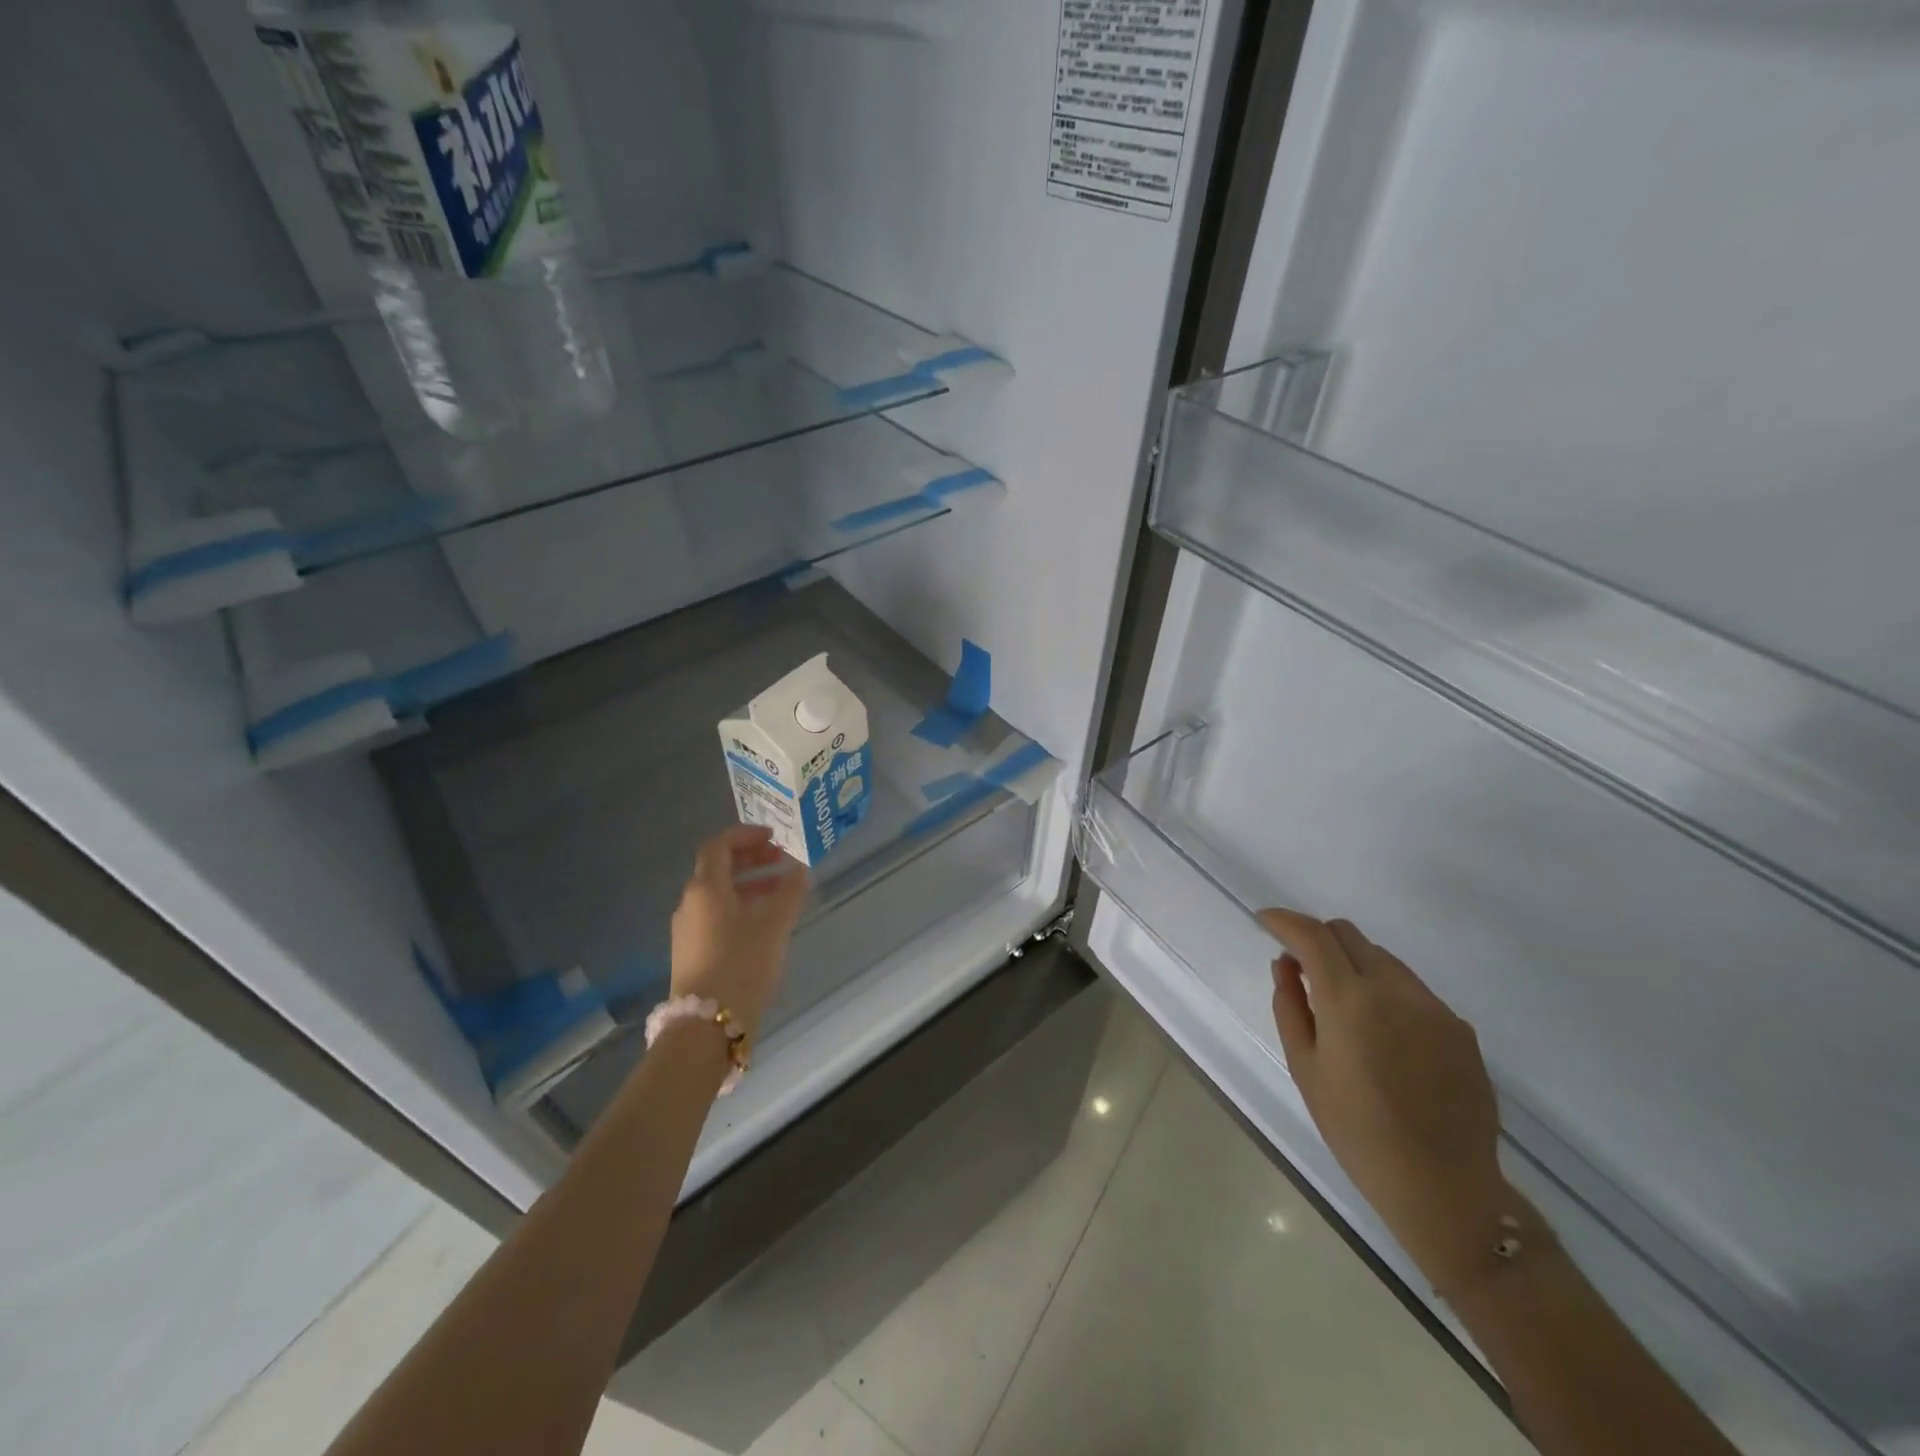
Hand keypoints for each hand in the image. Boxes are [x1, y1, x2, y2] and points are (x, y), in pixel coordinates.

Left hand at [670, 825, 808, 1040]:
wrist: (706, 1026)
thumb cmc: (741, 964)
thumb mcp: (774, 925)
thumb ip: (790, 892)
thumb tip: (801, 869)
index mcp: (705, 888)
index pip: (719, 845)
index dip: (746, 835)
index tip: (774, 837)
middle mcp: (690, 903)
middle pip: (717, 868)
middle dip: (751, 859)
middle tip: (781, 860)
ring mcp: (687, 929)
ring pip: (718, 893)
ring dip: (749, 884)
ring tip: (781, 891)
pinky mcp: (691, 952)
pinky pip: (715, 914)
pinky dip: (740, 906)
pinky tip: (764, 922)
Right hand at [1259, 907, 1516, 1294]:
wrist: (1444, 1187)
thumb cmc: (1356, 1131)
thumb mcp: (1305, 1068)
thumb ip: (1290, 1005)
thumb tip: (1286, 964)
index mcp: (1350, 1000)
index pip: (1313, 935)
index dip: (1285, 920)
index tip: (1266, 921)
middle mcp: (1395, 990)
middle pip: (1349, 934)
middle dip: (1318, 938)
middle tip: (1300, 967)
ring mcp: (1433, 1007)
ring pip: (1383, 958)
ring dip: (1353, 964)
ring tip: (1343, 1007)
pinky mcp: (1459, 1028)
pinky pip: (1412, 989)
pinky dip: (1386, 992)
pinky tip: (1383, 1036)